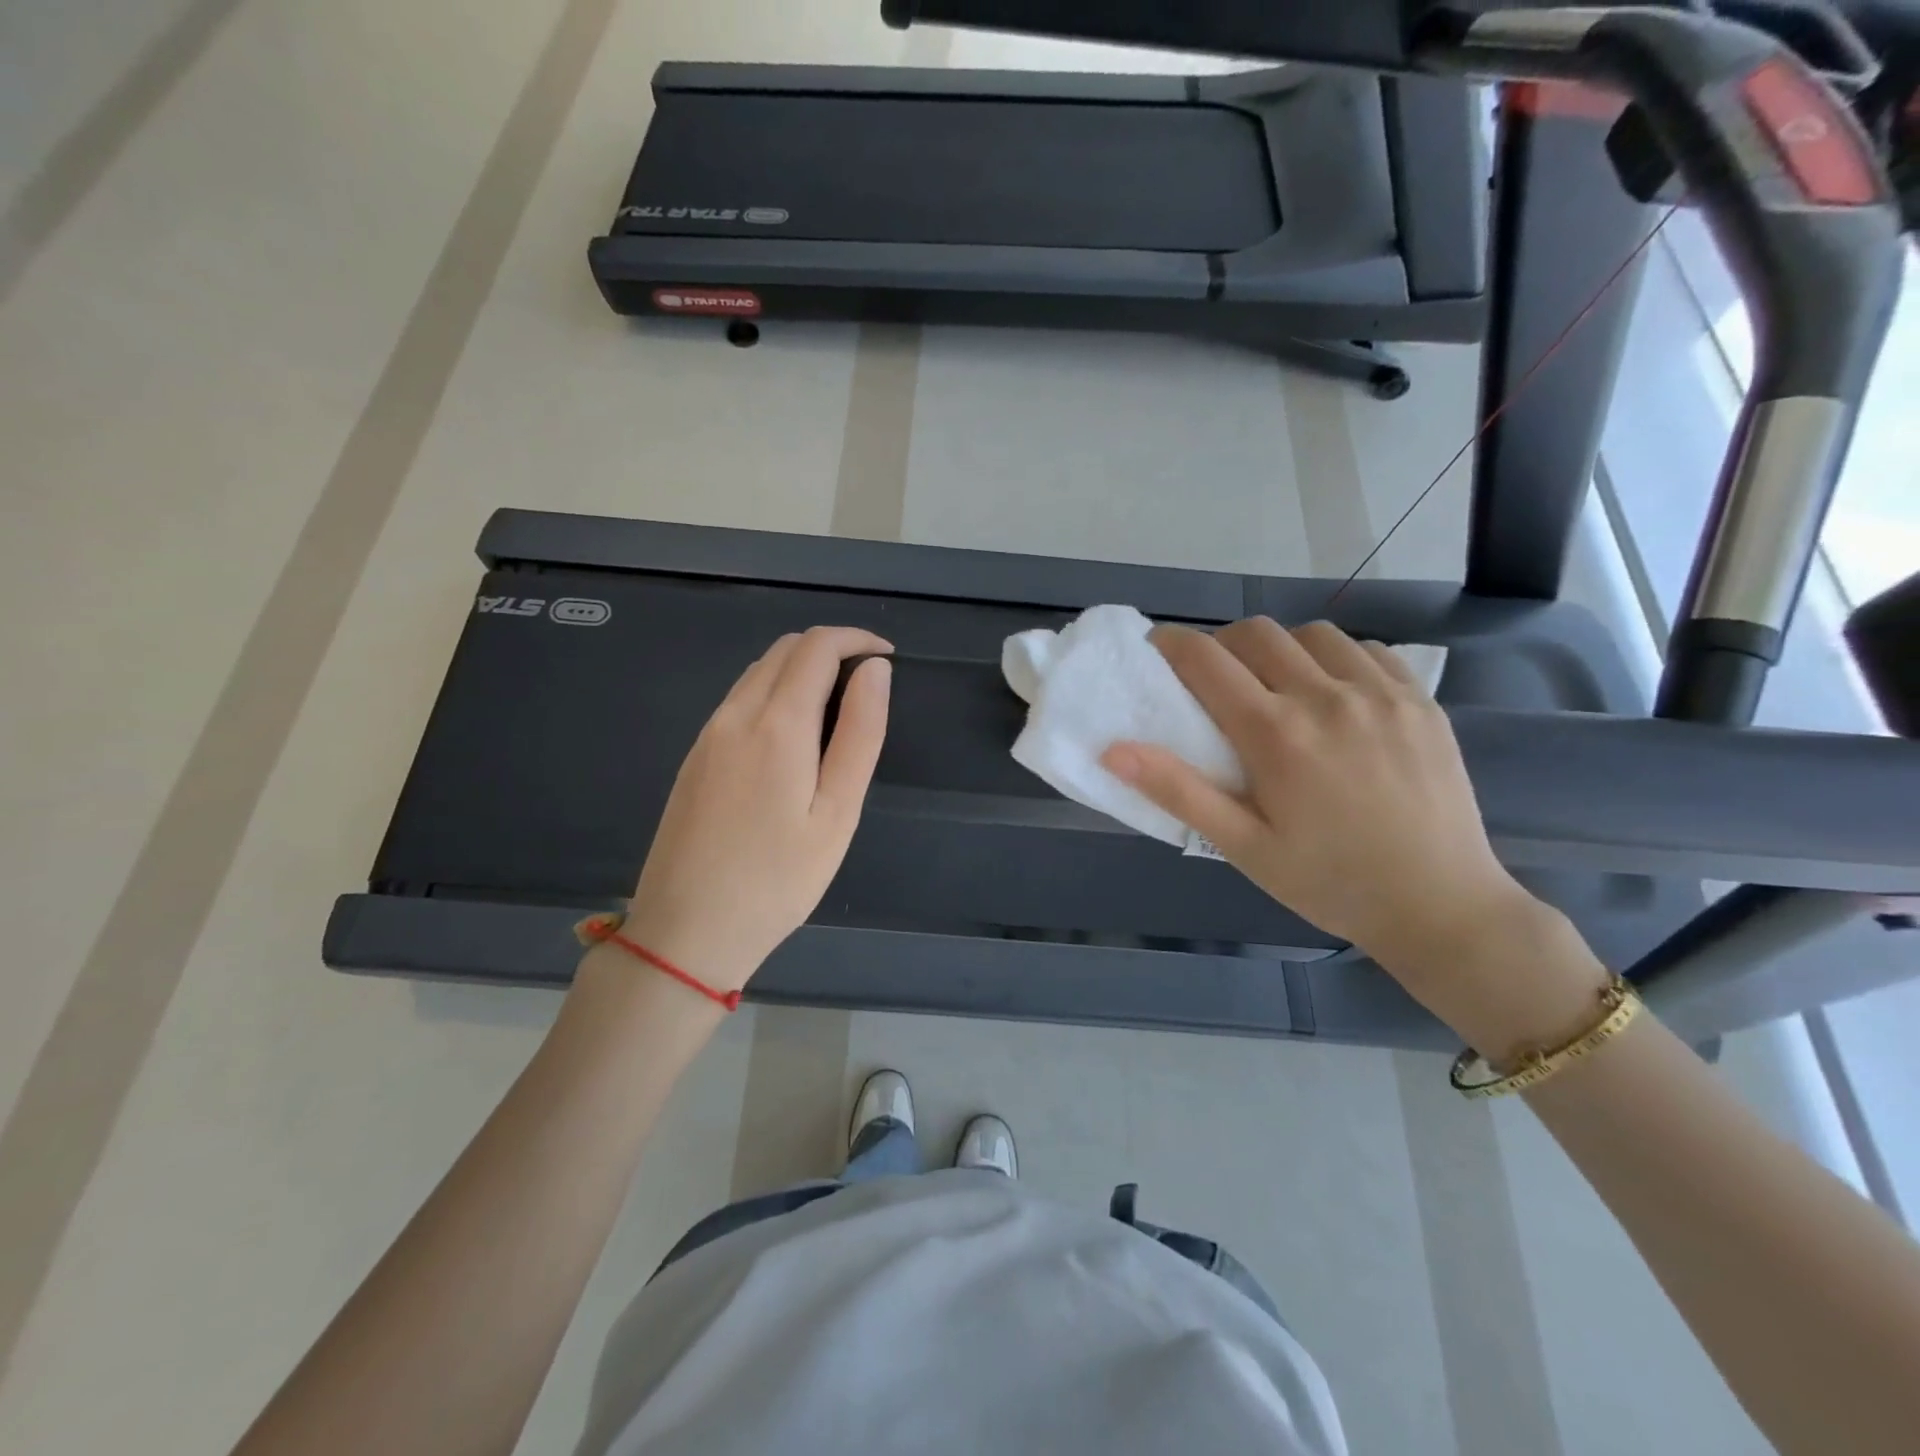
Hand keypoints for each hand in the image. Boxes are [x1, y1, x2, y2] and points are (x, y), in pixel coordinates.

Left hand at [623, 627, 891, 991]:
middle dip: (832, 649)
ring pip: (758, 671)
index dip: (858, 639)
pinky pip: (739, 699)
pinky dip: (775, 692)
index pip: (817, 647)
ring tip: (838, 710)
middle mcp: (735, 714)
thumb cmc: (778, 880)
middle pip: (785, 649)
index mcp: (777, 724)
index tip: (888, 658)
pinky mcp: (695, 756)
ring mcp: (708, 734)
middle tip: (868, 685)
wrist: (687, 931)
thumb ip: (860, 733)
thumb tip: (875, 670)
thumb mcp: (837, 812)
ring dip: (801, 669)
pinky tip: (793, 736)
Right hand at [1102, 619, 1538, 981]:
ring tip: (1276, 684)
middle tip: (1214, 678)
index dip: (1171, 644)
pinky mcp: (1420, 701)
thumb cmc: (1328, 882)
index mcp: (1276, 734)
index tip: (1157, 649)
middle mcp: (1326, 698)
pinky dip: (1337, 658)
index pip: (1207, 660)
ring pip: (1313, 634)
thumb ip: (1178, 791)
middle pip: (1257, 633)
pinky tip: (1334, 694)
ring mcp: (1381, 694)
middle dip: (1223, 643)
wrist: (1440, 906)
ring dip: (1280, 647)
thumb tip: (1112, 750)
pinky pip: (1367, 651)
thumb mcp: (1242, 847)